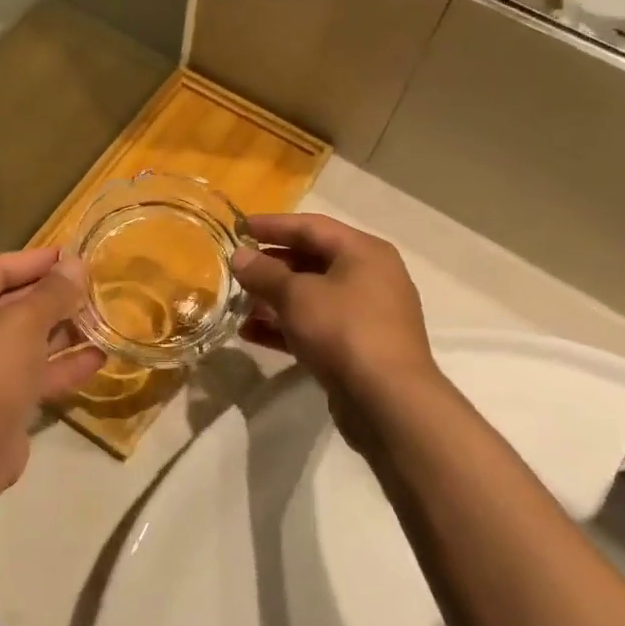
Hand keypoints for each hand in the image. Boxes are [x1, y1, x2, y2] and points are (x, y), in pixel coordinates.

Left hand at [0, 248, 104, 483]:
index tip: (70, 255)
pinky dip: (63, 366)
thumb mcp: (24, 321)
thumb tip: (75, 264)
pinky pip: (36, 375)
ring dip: (62, 331)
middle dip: (51, 296)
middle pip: (12, 306)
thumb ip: (53, 292)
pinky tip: (99, 357)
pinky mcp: (2, 403)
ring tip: (101, 318)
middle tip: (90, 286)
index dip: (33, 260)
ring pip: (27, 343)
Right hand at [231, 214, 439, 441]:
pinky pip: (316, 326)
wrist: (387, 400)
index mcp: (363, 252)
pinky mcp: (358, 347)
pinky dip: (286, 326)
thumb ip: (264, 273)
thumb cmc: (343, 331)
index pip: (312, 226)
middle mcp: (370, 277)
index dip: (273, 225)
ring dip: (274, 299)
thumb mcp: (297, 296)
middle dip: (272, 265)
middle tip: (237, 268)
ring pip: (313, 296)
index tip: (238, 227)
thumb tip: (240, 256)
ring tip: (238, 304)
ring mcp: (366, 314)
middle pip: (313, 260)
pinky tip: (252, 333)